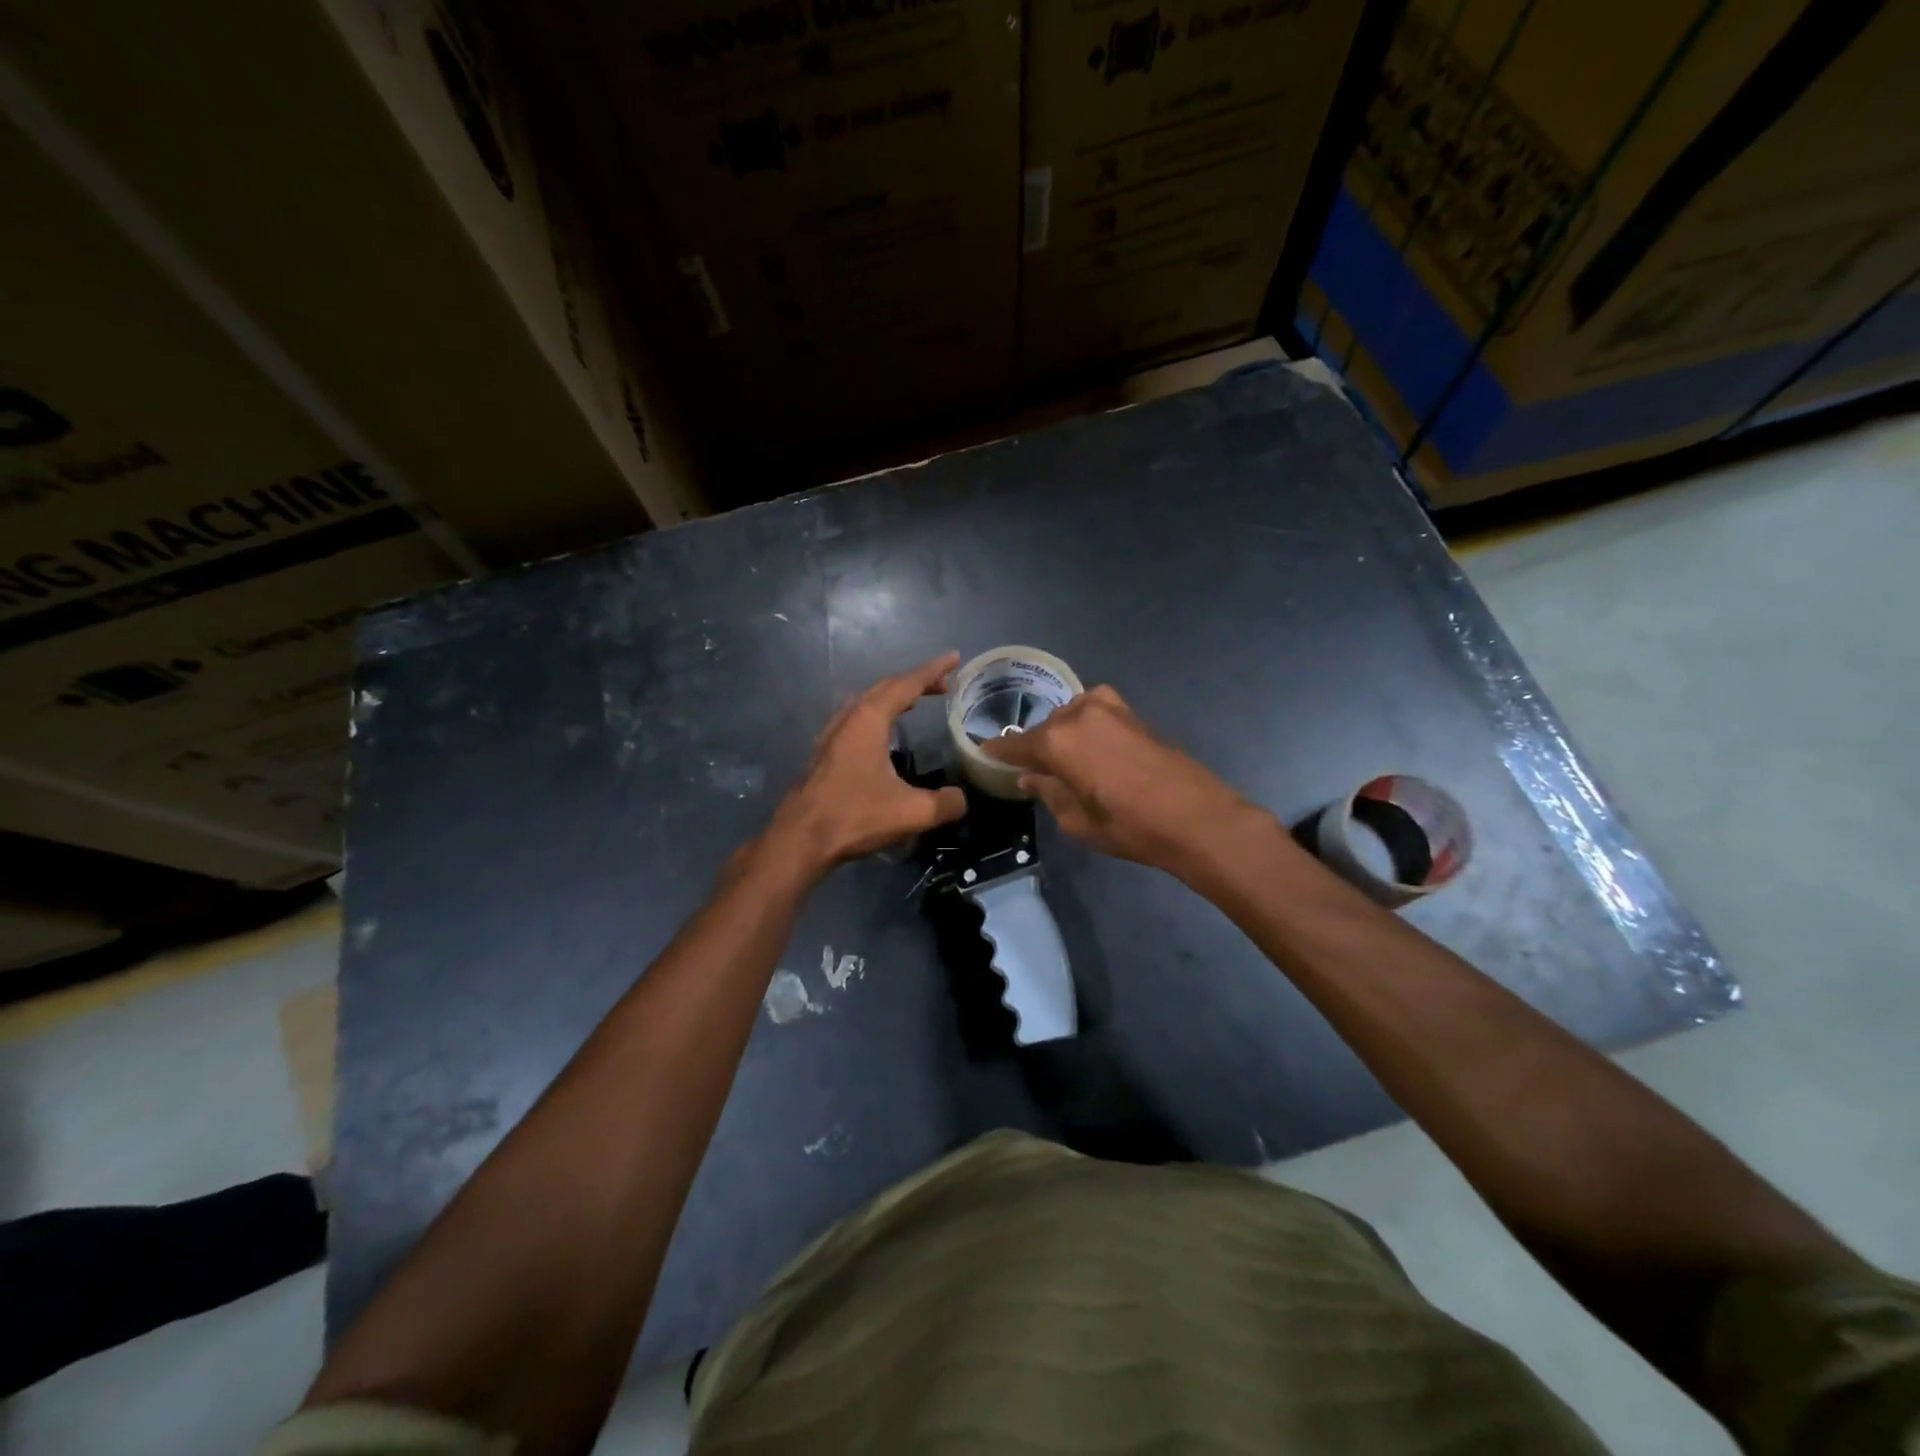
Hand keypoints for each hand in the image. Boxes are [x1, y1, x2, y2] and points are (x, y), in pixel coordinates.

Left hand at [762, 653, 967, 873]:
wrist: (800, 839)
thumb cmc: (855, 816)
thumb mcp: (911, 812)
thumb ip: (944, 803)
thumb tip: (961, 799)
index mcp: (869, 720)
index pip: (907, 684)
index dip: (933, 670)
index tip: (954, 658)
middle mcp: (848, 719)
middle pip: (885, 688)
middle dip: (915, 682)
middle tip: (943, 685)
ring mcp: (831, 736)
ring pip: (866, 703)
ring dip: (893, 697)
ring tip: (915, 702)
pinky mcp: (824, 754)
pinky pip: (856, 720)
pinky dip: (877, 715)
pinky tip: (883, 736)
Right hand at [980, 685, 1260, 874]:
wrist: (1196, 817)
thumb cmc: (1130, 827)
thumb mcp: (1078, 820)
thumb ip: (1048, 792)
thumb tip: (1030, 777)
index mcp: (1057, 742)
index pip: (1015, 745)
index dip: (998, 752)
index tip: (984, 753)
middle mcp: (1077, 715)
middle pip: (1044, 728)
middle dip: (1034, 746)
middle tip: (1030, 768)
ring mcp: (1108, 709)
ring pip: (1069, 715)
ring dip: (1061, 733)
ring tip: (1063, 759)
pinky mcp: (1132, 712)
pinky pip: (1094, 711)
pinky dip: (1084, 723)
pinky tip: (1090, 745)